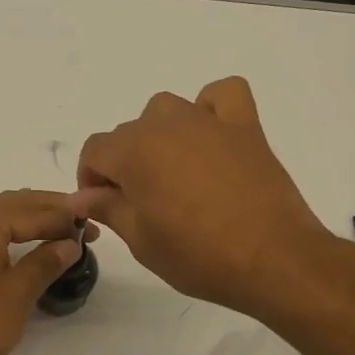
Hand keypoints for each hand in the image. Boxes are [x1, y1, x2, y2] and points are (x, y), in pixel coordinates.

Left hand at [0, 190, 96, 354]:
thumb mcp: (17, 294)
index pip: (32, 211)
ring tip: (64, 231)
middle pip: (15, 205)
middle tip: (84, 224)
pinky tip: (32, 245)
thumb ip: (45, 262)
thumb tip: (70, 243)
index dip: (65, 219)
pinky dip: (14, 234)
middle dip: (50, 212)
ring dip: (32, 220)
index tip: (93, 228)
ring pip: (1, 217)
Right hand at [77, 77, 330, 317]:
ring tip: (173, 171)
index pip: (95, 150)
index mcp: (135, 151)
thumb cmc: (199, 256)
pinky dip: (211, 107)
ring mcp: (208, 121)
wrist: (273, 259)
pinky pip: (223, 95)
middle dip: (124, 164)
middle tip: (140, 204)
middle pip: (128, 133)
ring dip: (159, 134)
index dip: (91, 179)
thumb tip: (80, 196)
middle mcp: (166, 124)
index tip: (104, 206)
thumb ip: (107, 208)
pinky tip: (211, 134)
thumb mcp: (141, 241)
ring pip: (166, 110)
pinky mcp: (245, 126)